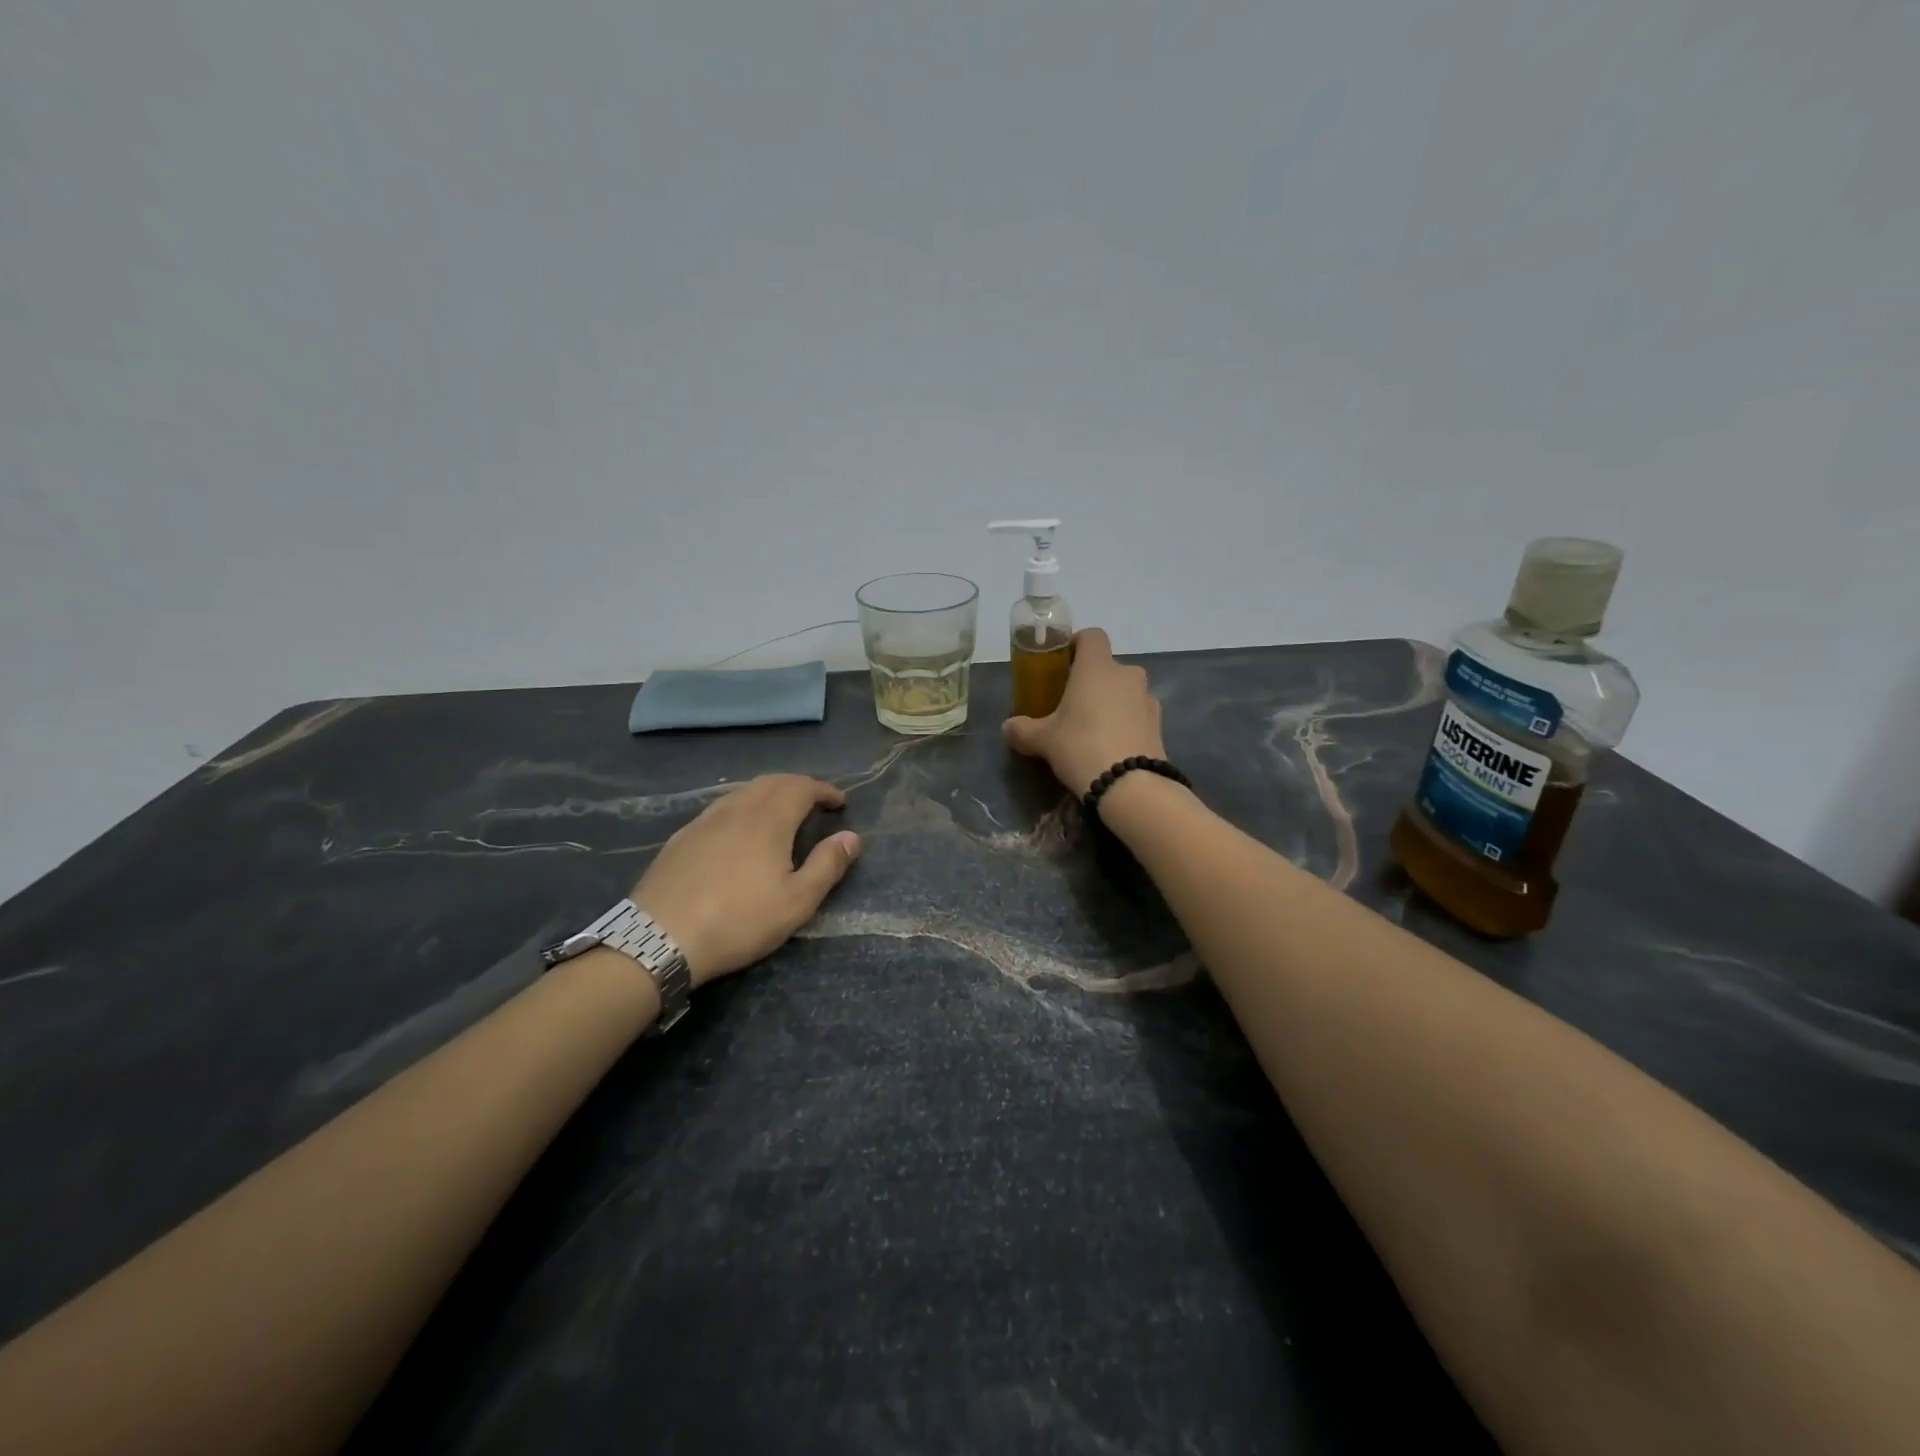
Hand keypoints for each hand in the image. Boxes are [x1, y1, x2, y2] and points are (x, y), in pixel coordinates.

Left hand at [630, 775, 859, 985]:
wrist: (659, 939)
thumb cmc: (738, 921)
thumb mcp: (796, 902)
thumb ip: (827, 866)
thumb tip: (852, 837)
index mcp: (769, 820)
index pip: (802, 788)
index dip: (824, 790)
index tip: (840, 802)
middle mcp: (737, 810)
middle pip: (772, 782)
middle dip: (798, 785)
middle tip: (815, 802)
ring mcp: (705, 821)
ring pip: (743, 791)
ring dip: (769, 792)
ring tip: (781, 811)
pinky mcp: (681, 837)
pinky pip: (720, 808)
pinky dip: (742, 806)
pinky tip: (738, 829)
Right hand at [1003, 627, 1165, 795]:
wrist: (1130, 785)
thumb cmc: (1080, 746)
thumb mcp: (1042, 740)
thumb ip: (1023, 730)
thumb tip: (1008, 727)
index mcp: (1097, 667)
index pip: (1092, 636)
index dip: (1076, 644)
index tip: (1062, 663)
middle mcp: (1126, 674)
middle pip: (1108, 666)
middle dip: (1092, 681)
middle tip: (1071, 704)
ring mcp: (1147, 699)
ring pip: (1125, 691)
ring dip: (1111, 702)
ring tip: (1092, 729)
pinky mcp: (1159, 725)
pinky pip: (1138, 714)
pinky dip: (1126, 722)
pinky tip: (1112, 746)